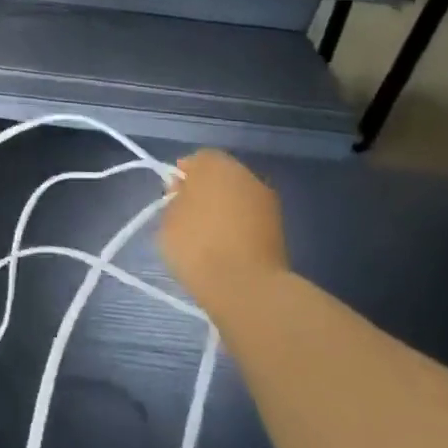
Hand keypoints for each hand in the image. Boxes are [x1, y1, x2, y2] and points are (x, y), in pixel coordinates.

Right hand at [160, 151, 287, 313]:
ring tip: (206, 236)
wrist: (246, 287)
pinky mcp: (279, 229)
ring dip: (224, 209)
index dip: (182, 176)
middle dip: (205, 191)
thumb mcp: (167, 219)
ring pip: (237, 198)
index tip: (171, 197)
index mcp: (216, 165)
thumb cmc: (197, 246)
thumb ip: (174, 200)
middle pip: (220, 176)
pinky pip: (250, 219)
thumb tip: (184, 195)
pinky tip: (226, 248)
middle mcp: (246, 175)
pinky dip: (239, 227)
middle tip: (187, 217)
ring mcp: (267, 202)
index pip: (196, 159)